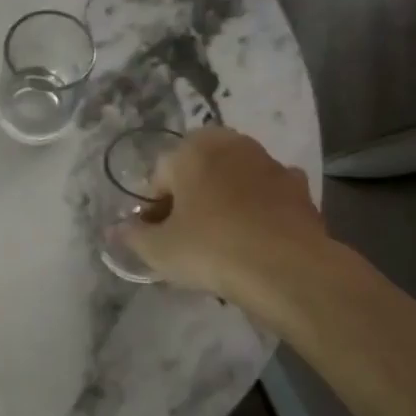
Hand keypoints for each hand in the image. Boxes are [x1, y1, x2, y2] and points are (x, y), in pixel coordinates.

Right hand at [113, 127, 337, 326]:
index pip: (160, 175)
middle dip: (191, 194)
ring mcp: (270, 163)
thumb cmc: (211, 249)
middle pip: (199, 169)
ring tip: (223, 239)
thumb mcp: (158, 250)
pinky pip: (267, 195)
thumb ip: (133, 236)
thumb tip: (115, 230)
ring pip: (234, 179)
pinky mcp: (300, 188)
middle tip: (187, 233)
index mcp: (192, 149)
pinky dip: (260, 209)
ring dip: (225, 198)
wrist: (287, 270)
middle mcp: (232, 145)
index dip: (154, 207)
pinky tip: (256, 238)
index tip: (158, 235)